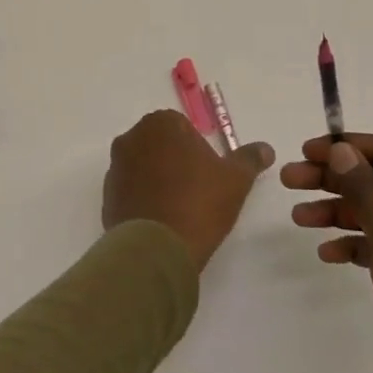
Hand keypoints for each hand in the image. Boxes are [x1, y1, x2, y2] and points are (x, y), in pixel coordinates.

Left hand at [103, 111, 274, 271]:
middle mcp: (132, 138)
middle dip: (176, 161)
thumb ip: (249, 159)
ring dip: (158, 179)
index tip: (208, 174)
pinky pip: (131, 190)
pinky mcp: (107, 195)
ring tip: (179, 208)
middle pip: (161, 144)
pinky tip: (161, 220)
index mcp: (161, 124)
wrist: (157, 248)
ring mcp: (116, 167)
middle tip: (197, 190)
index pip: (183, 127)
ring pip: (144, 166)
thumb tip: (265, 148)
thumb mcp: (235, 180)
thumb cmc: (199, 203)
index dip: (198, 150)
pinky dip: (144, 198)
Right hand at [282, 135, 372, 372]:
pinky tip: (327, 253)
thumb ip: (366, 190)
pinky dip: (351, 244)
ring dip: (335, 211)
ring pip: (372, 215)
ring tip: (298, 218)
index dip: (347, 147)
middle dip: (332, 179)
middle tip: (289, 180)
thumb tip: (342, 149)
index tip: (308, 151)